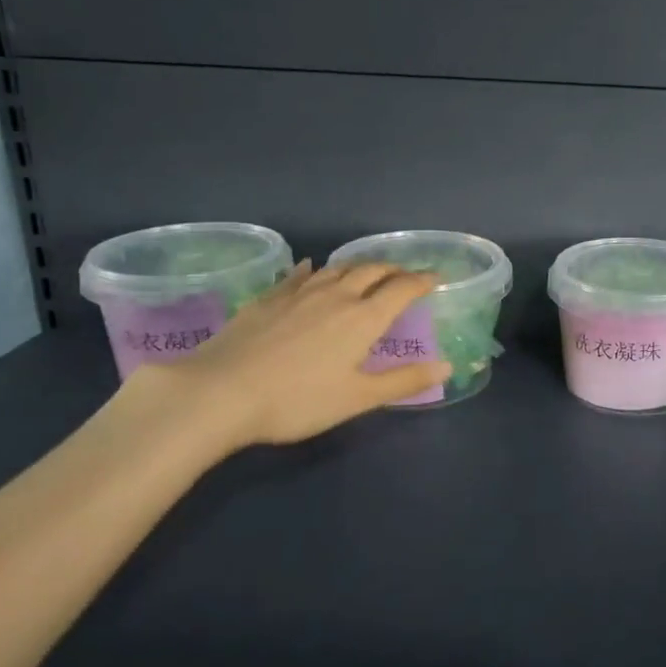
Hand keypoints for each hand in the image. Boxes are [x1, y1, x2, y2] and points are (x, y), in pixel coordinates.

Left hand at [127, 261, 451, 452]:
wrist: (219, 393)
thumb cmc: (297, 400)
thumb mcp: (357, 398)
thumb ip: (404, 381)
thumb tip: (446, 366)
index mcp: (363, 318)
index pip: (401, 289)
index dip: (422, 281)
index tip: (436, 278)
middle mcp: (336, 296)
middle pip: (371, 270)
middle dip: (393, 269)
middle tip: (404, 274)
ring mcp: (298, 294)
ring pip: (336, 268)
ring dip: (358, 266)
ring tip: (366, 270)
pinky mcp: (267, 299)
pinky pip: (297, 275)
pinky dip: (312, 269)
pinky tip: (310, 267)